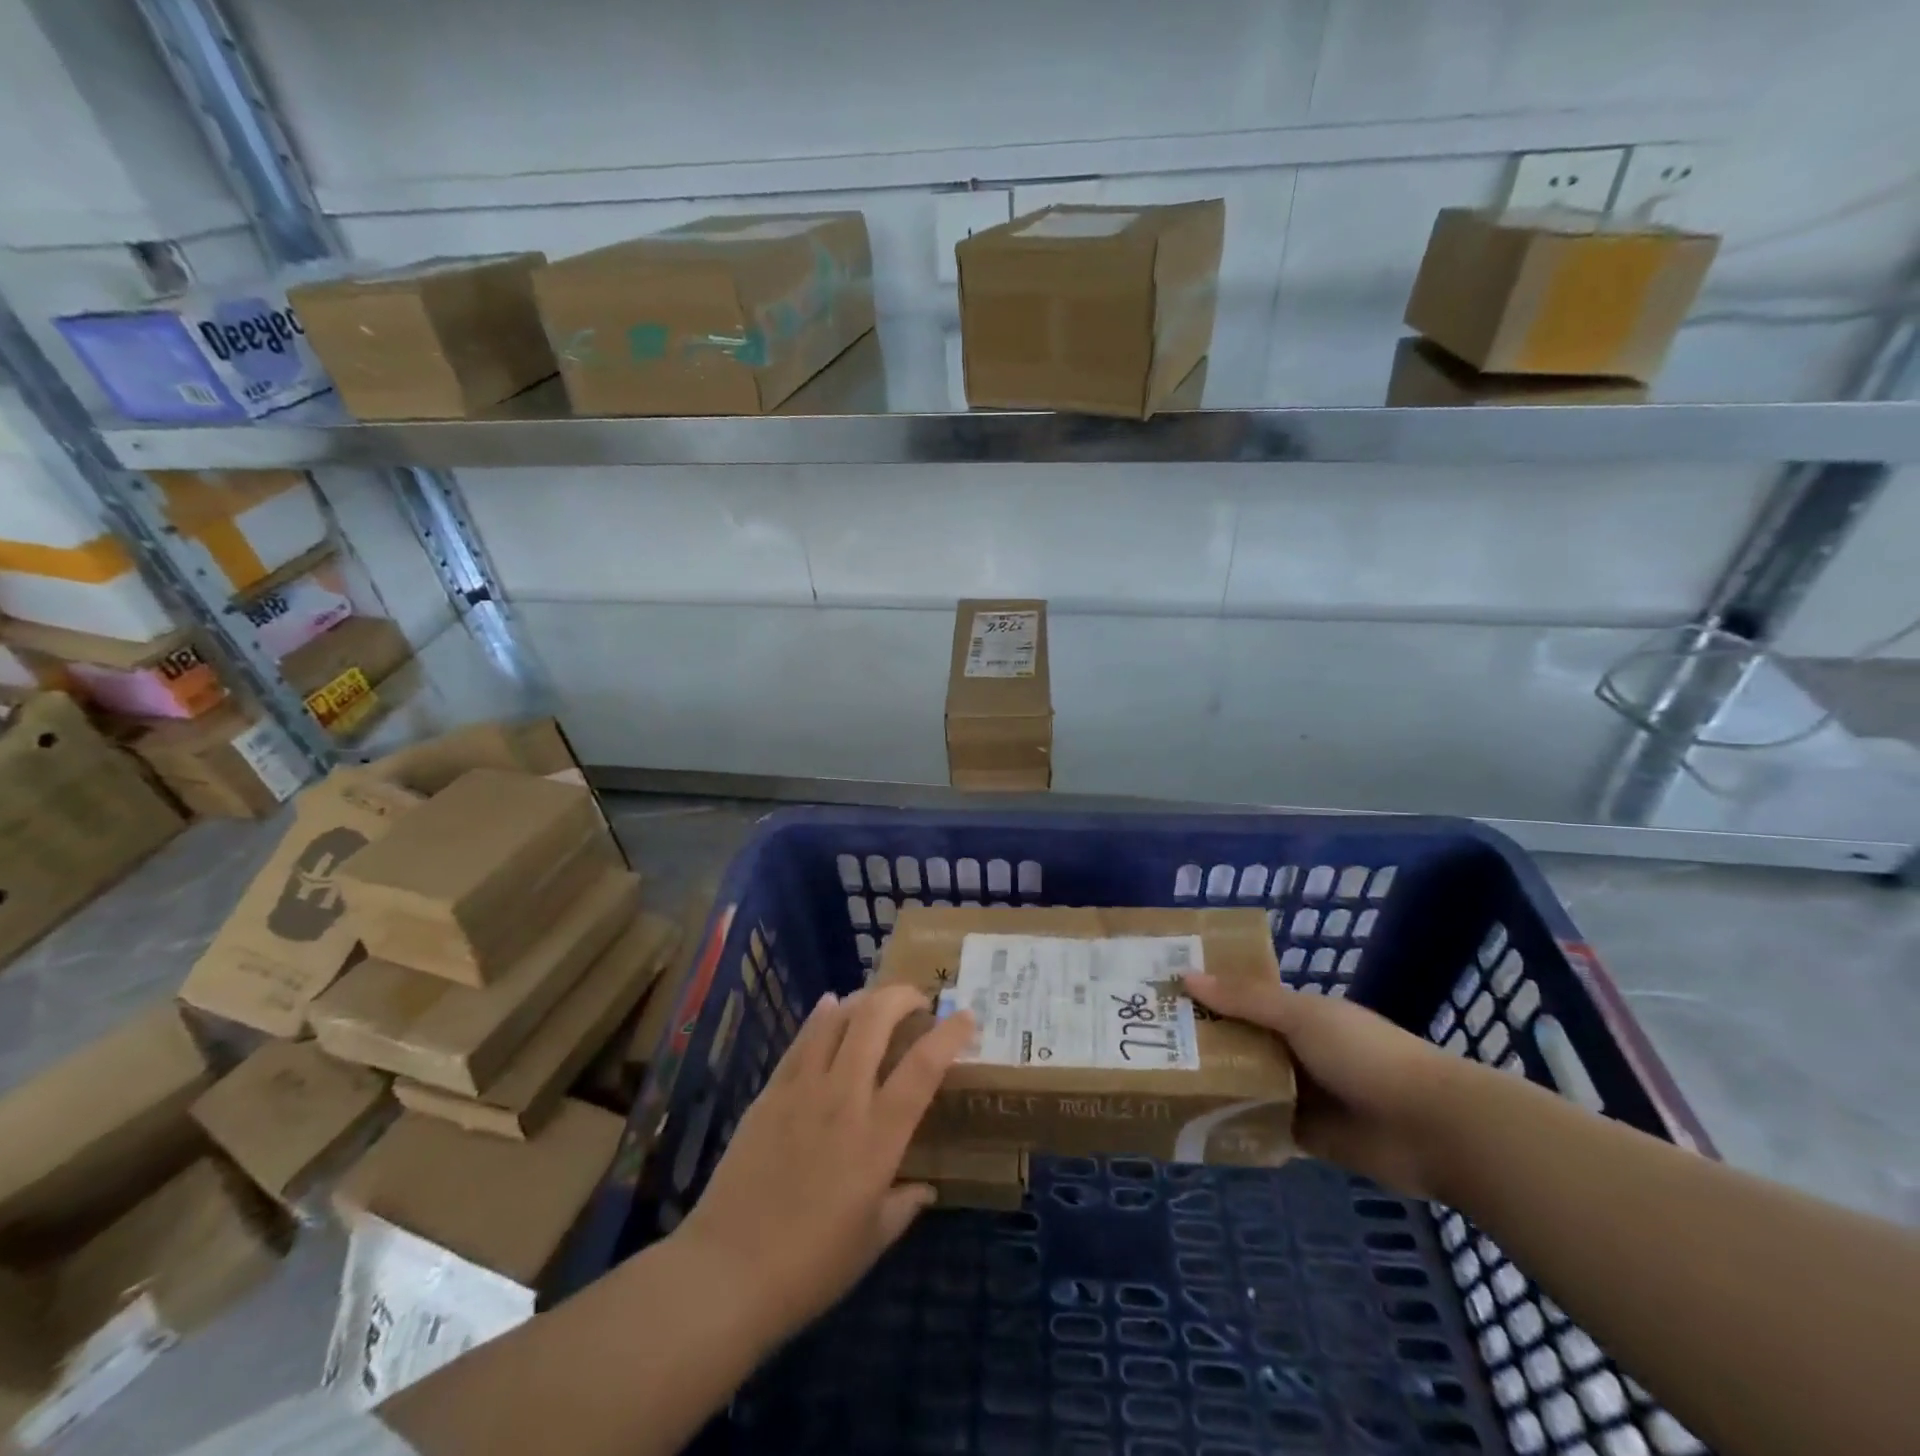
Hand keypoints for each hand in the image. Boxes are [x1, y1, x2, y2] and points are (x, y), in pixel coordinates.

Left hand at [674, 985, 973, 1346]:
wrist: (726, 1273)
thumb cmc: (810, 1267)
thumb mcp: (872, 1241)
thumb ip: (904, 1206)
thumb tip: (925, 1189)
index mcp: (878, 1136)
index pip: (923, 1067)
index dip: (950, 1034)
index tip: (966, 1016)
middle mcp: (844, 1098)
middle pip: (875, 1019)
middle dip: (902, 996)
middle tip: (918, 1001)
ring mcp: (802, 1089)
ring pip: (837, 1018)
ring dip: (864, 999)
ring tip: (878, 1002)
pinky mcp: (769, 1093)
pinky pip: (801, 1039)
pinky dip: (822, 1015)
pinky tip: (830, 1006)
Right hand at [1184, 973, 1464, 1197]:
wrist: (1432, 1127)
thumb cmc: (1364, 1054)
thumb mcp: (1301, 1016)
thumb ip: (1246, 999)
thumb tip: (1185, 977)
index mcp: (1296, 1013)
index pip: (1241, 998)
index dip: (1206, 995)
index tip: (1161, 995)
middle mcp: (1294, 1049)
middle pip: (1238, 1041)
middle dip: (1201, 1041)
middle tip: (1146, 1042)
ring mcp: (1300, 1093)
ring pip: (1245, 1083)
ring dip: (1215, 1083)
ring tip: (1160, 1083)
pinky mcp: (1305, 1135)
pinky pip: (1261, 1125)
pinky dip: (1235, 1124)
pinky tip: (1195, 1124)